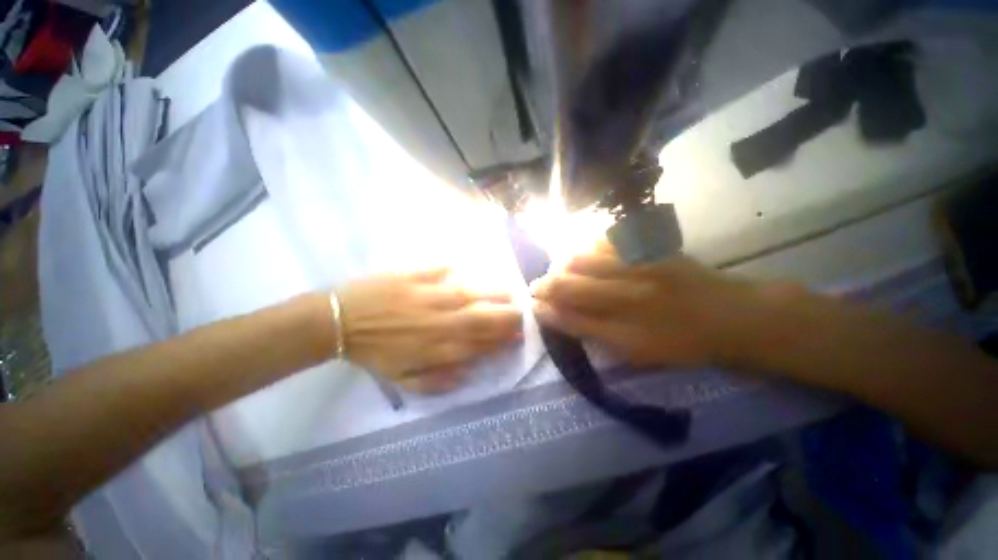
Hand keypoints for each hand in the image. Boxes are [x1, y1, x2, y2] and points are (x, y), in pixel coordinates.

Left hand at [338, 268, 522, 392]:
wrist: (340, 321)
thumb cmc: (373, 351)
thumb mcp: (403, 379)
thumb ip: (437, 381)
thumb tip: (467, 374)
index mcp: (440, 347)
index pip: (483, 342)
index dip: (504, 338)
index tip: (518, 334)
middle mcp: (443, 320)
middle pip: (485, 316)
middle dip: (509, 314)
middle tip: (521, 310)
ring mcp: (431, 295)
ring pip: (472, 293)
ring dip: (494, 293)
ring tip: (508, 291)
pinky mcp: (416, 275)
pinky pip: (443, 269)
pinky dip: (458, 268)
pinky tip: (469, 267)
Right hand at [531, 245, 802, 369]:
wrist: (731, 315)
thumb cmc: (680, 342)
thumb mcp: (634, 351)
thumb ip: (590, 332)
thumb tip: (553, 315)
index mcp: (626, 328)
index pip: (569, 315)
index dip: (545, 308)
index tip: (533, 304)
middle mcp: (628, 294)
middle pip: (570, 283)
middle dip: (546, 285)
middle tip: (539, 287)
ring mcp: (638, 265)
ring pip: (582, 258)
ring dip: (562, 265)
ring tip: (560, 272)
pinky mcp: (649, 247)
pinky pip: (605, 241)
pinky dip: (587, 248)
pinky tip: (585, 256)